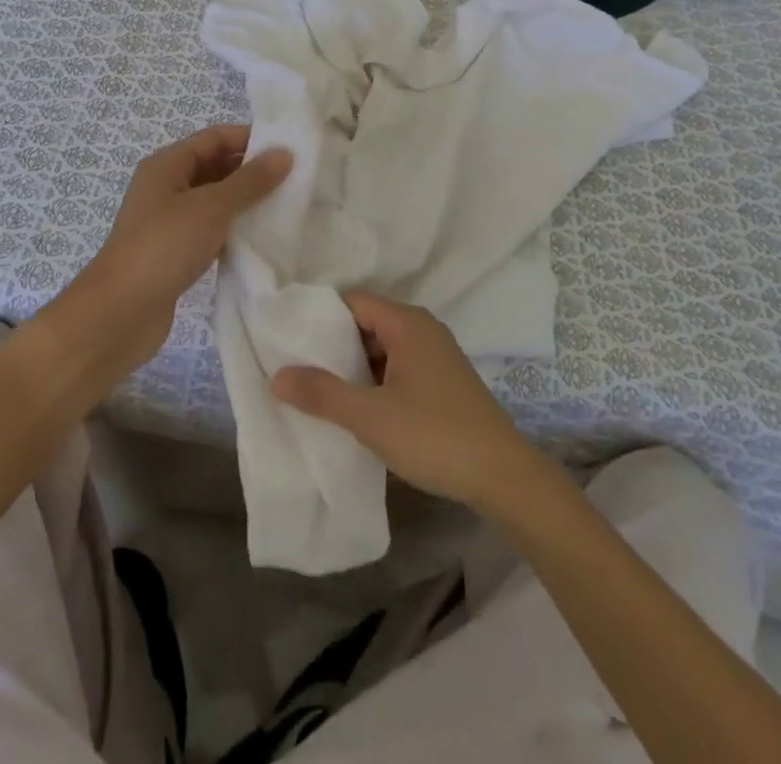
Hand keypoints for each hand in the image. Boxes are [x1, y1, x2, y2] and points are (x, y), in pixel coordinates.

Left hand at [40, 125, 291, 393]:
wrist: (120, 313)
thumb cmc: (164, 247)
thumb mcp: (211, 207)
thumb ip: (250, 181)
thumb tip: (284, 153)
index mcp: (168, 164)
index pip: (215, 137)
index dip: (250, 138)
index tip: (289, 149)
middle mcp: (167, 186)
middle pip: (216, 166)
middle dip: (252, 171)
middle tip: (296, 179)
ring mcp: (170, 220)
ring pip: (215, 200)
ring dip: (246, 202)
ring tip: (287, 207)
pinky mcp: (176, 251)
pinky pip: (211, 229)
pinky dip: (234, 229)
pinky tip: (262, 238)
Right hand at [271, 292, 546, 513]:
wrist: (504, 477)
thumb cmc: (434, 436)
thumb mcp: (370, 417)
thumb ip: (322, 393)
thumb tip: (276, 375)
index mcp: (406, 323)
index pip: (352, 302)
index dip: (320, 317)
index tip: (291, 340)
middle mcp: (422, 329)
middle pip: (367, 323)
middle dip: (334, 345)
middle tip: (300, 368)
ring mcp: (436, 355)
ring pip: (383, 348)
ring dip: (355, 367)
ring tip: (321, 390)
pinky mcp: (444, 381)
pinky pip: (399, 367)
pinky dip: (376, 380)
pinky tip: (360, 407)